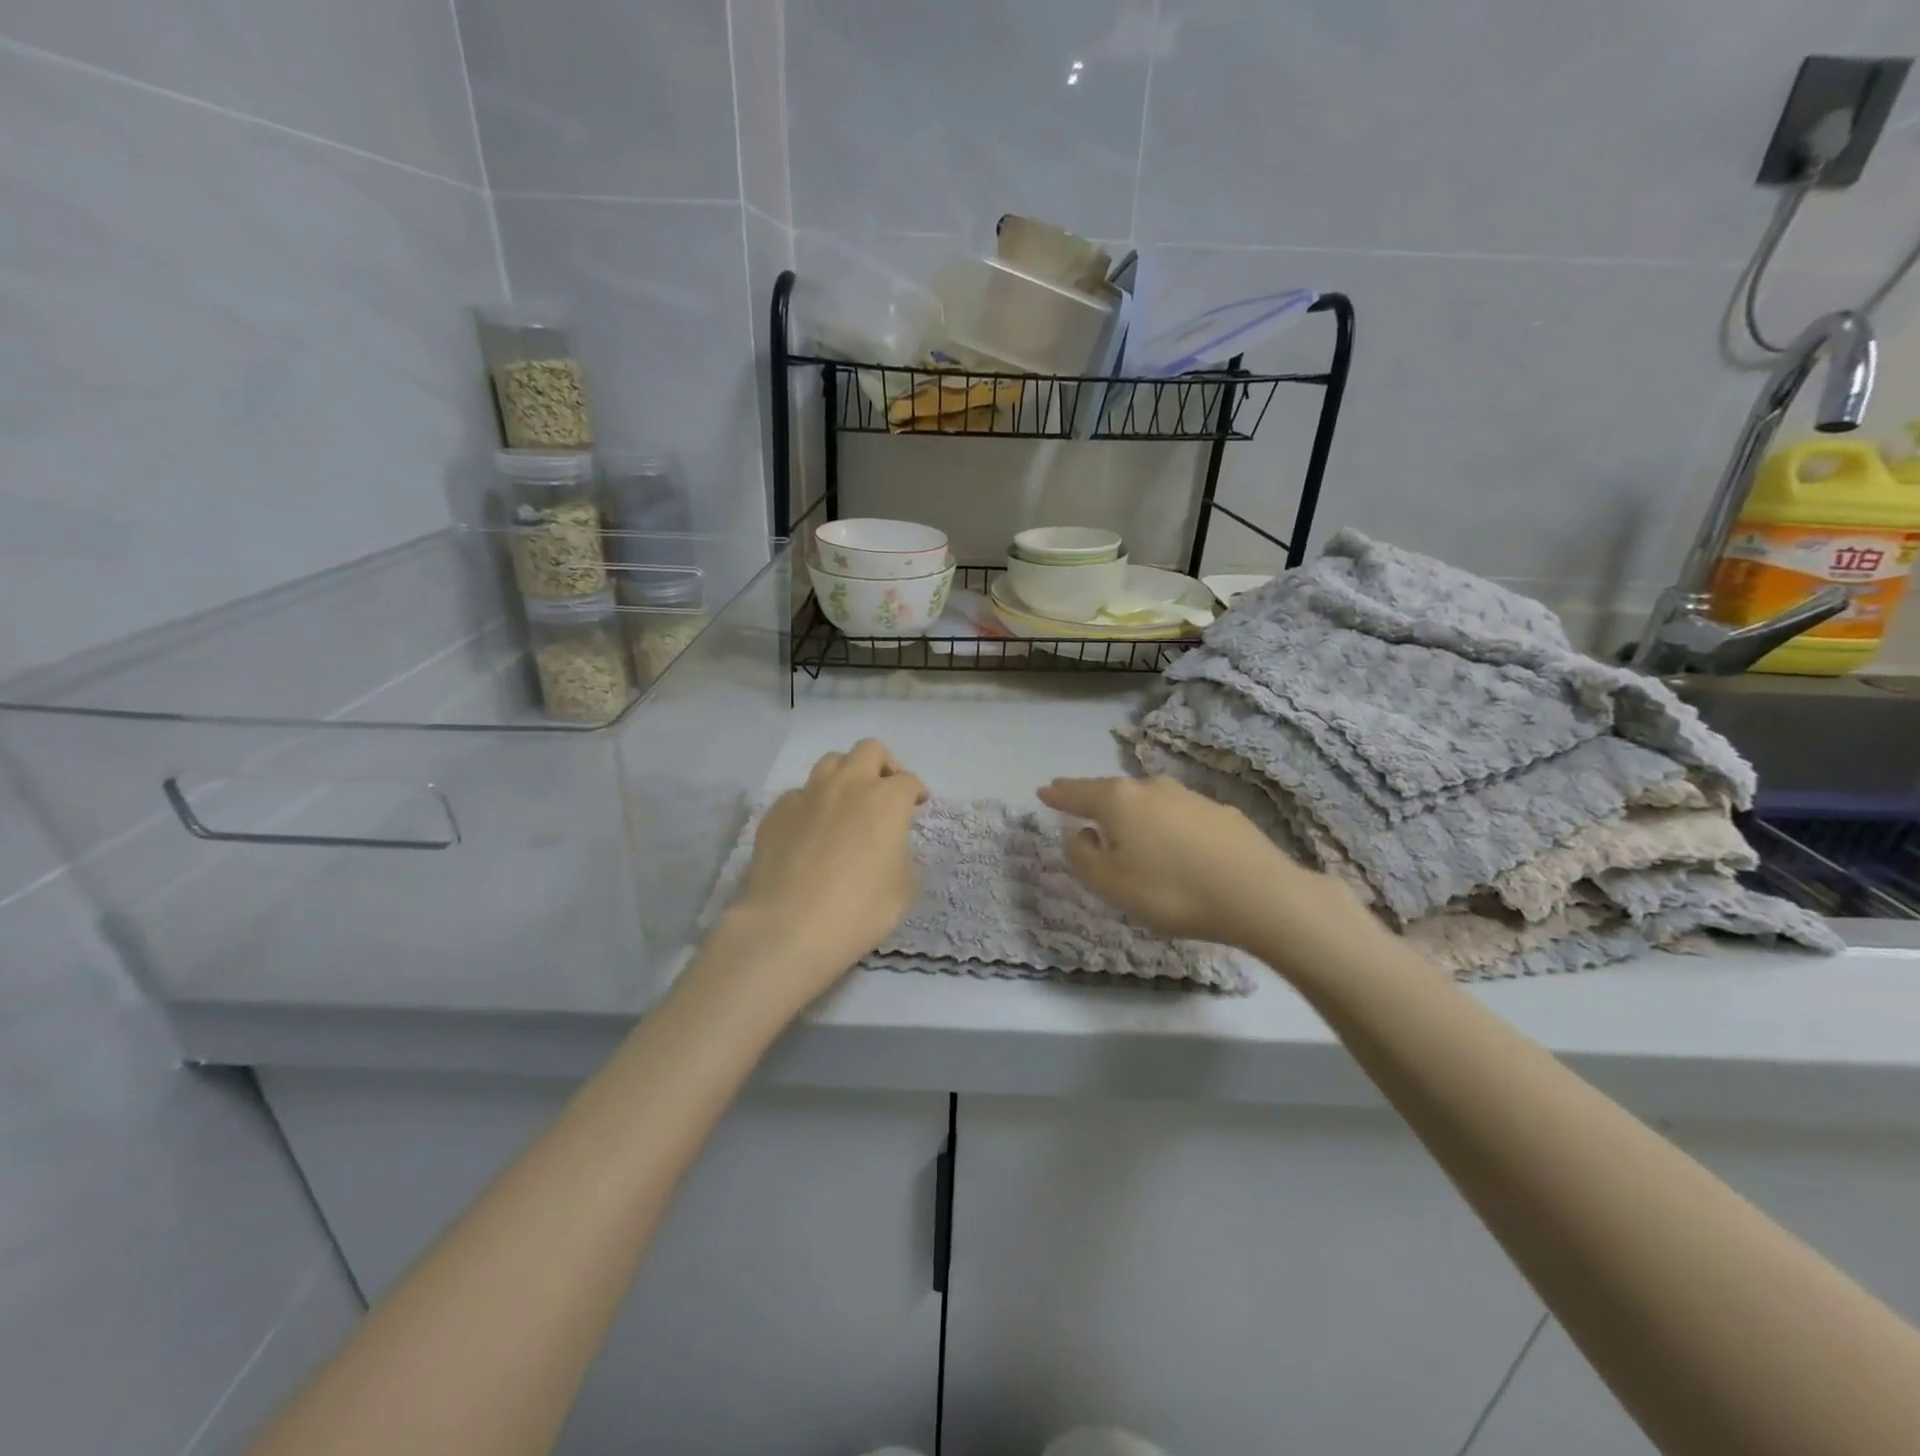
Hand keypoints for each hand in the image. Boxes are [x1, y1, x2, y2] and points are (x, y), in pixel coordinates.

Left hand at [707, 740, 926, 1014]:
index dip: (916, 792)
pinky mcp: (776, 812)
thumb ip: (904, 857)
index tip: (917, 806)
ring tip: (847, 804)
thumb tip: (891, 848)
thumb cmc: (859, 910)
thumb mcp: (904, 889)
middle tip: (885, 793)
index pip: (908, 780)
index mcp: (886, 800)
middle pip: (869, 751)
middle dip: (883, 766)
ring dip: (845, 776)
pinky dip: (811, 804)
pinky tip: (810, 831)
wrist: (788, 927)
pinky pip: (799, 794)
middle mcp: (848, 785)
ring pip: (830, 762)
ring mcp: (807, 794)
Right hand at [1037, 775, 1372, 966]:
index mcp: (1119, 801)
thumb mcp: (1111, 884)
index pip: (1078, 793)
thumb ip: (1083, 857)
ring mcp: (1189, 797)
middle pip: (1112, 791)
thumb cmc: (1171, 891)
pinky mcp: (1220, 813)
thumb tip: (1079, 834)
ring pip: (1147, 800)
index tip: (1043, 791)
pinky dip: (1163, 823)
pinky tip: (1171, 842)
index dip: (1058, 794)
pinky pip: (1177, 814)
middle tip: (1077, 803)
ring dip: (1130, 811)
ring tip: (1123, 825)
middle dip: (1092, 797)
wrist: (1258, 895)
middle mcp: (1151, 788)